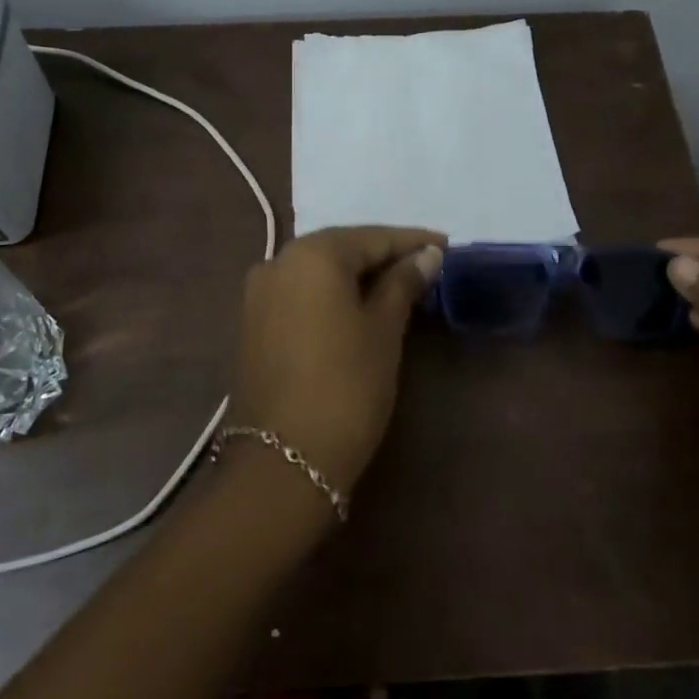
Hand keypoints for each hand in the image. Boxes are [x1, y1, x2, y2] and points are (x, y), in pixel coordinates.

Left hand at [230, 226, 444, 496]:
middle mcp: (278, 261)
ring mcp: (259, 293)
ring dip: (357, 275)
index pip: (371, 237)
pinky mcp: (253, 323)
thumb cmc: (346, 386)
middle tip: (426, 265)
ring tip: (399, 284)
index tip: (446, 245)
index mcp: (311, 254)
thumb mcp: (383, 330)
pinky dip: (332, 294)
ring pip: (319, 271)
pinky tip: (359, 305)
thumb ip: (403, 284)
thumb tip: (427, 256)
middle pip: (341, 249)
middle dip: (383, 256)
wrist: (281, 462)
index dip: (411, 241)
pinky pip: (301, 293)